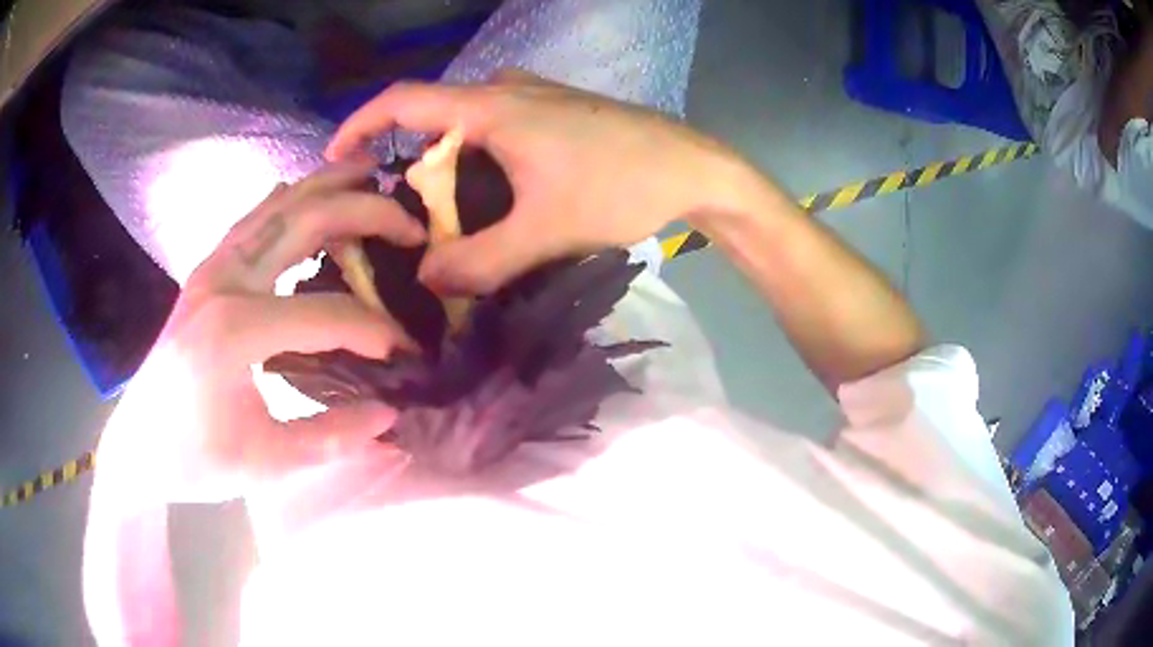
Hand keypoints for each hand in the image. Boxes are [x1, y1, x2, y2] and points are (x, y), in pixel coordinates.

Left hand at [96, 161, 426, 505]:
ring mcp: (211, 266)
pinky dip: (291, 198)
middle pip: (307, 221)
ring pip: (280, 203)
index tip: (406, 350)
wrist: (138, 443)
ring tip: (374, 174)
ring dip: (331, 184)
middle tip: (412, 226)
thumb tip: (389, 415)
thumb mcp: (265, 464)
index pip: (327, 314)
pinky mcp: (206, 268)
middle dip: (369, 214)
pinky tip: (311, 195)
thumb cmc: (195, 459)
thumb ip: (330, 438)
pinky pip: (254, 216)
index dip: (376, 329)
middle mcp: (224, 280)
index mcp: (236, 331)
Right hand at [326, 71, 744, 292]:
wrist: (696, 169)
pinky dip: (477, 159)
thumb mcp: (547, 231)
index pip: (403, 101)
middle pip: (433, 118)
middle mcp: (507, 89)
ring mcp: (535, 96)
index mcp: (493, 106)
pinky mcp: (555, 111)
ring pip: (466, 125)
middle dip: (406, 162)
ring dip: (446, 165)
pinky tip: (489, 197)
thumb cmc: (624, 187)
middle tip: (396, 214)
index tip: (334, 158)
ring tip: (440, 216)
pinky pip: (496, 128)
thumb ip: (481, 260)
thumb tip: (427, 280)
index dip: (359, 125)